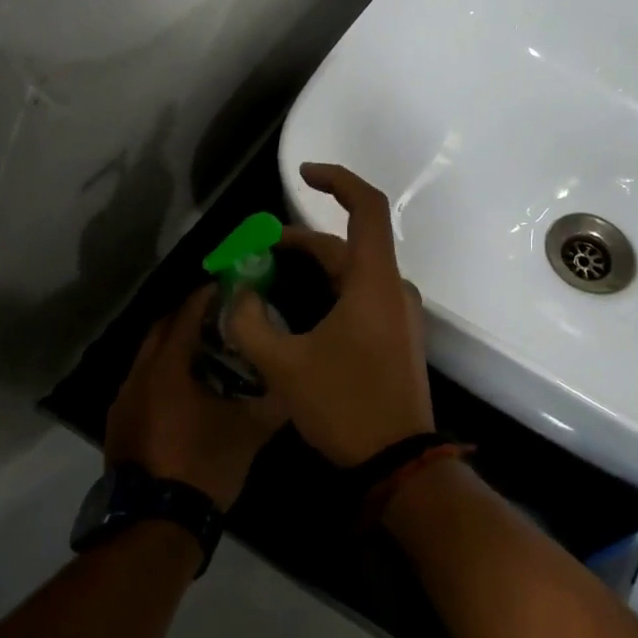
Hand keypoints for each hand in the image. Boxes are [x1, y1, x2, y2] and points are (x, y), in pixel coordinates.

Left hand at [105, 287, 285, 509]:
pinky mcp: (119, 424)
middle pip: (161, 330)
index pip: (185, 315)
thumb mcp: (249, 432)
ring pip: (148, 358)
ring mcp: (123, 401)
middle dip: (187, 316)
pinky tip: (187, 392)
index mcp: (167, 368)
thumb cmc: (203, 466)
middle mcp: (138, 375)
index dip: (206, 296)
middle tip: (220, 316)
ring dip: (174, 347)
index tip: (227, 285)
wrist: (155, 524)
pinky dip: (163, 374)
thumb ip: (274, 401)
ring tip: (208, 352)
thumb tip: (295, 384)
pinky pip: (142, 382)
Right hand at [226, 163, 434, 467]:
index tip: (302, 174)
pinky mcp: (397, 337)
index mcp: (374, 282)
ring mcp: (400, 314)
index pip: (366, 207)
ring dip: (313, 269)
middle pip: (347, 245)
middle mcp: (393, 289)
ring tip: (268, 280)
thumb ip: (251, 323)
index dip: (336, 180)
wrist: (400, 463)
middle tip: (255, 252)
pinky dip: (329, 291)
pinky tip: (299, 313)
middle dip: (299, 242)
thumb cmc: (345, 406)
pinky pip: (361, 297)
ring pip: (352, 274)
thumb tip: (237, 294)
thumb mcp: (284, 366)